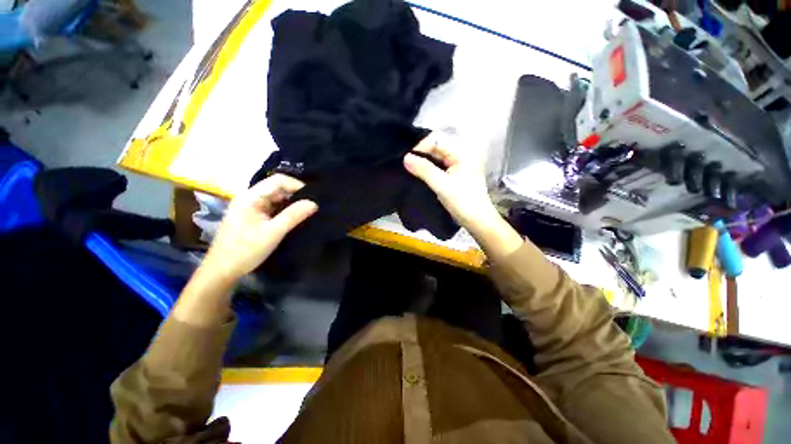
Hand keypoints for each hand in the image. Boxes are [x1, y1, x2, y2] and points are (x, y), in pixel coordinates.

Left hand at [202, 174, 317, 281]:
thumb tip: (314, 203)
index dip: (297, 185)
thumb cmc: (246, 250)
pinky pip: (272, 208)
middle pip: (277, 188)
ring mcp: (250, 207)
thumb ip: (294, 215)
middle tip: (312, 206)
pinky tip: (294, 219)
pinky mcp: (252, 216)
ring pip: (276, 198)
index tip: (313, 198)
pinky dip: (284, 211)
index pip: (278, 180)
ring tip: (307, 212)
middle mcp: (249, 197)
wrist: (222, 271)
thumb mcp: (273, 232)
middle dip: (296, 195)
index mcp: (251, 197)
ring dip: (291, 204)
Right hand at [403, 132, 522, 260]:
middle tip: (406, 163)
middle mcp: (462, 151)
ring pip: (437, 153)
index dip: (420, 146)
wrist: (477, 219)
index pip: (436, 139)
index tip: (407, 159)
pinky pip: (440, 162)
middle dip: (421, 152)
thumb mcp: (441, 185)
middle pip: (437, 144)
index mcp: (462, 151)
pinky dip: (429, 165)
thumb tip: (405, 158)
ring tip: (410, 167)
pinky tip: (420, 171)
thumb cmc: (462, 202)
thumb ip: (424, 169)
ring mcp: (460, 160)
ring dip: (424, 159)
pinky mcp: (456, 169)